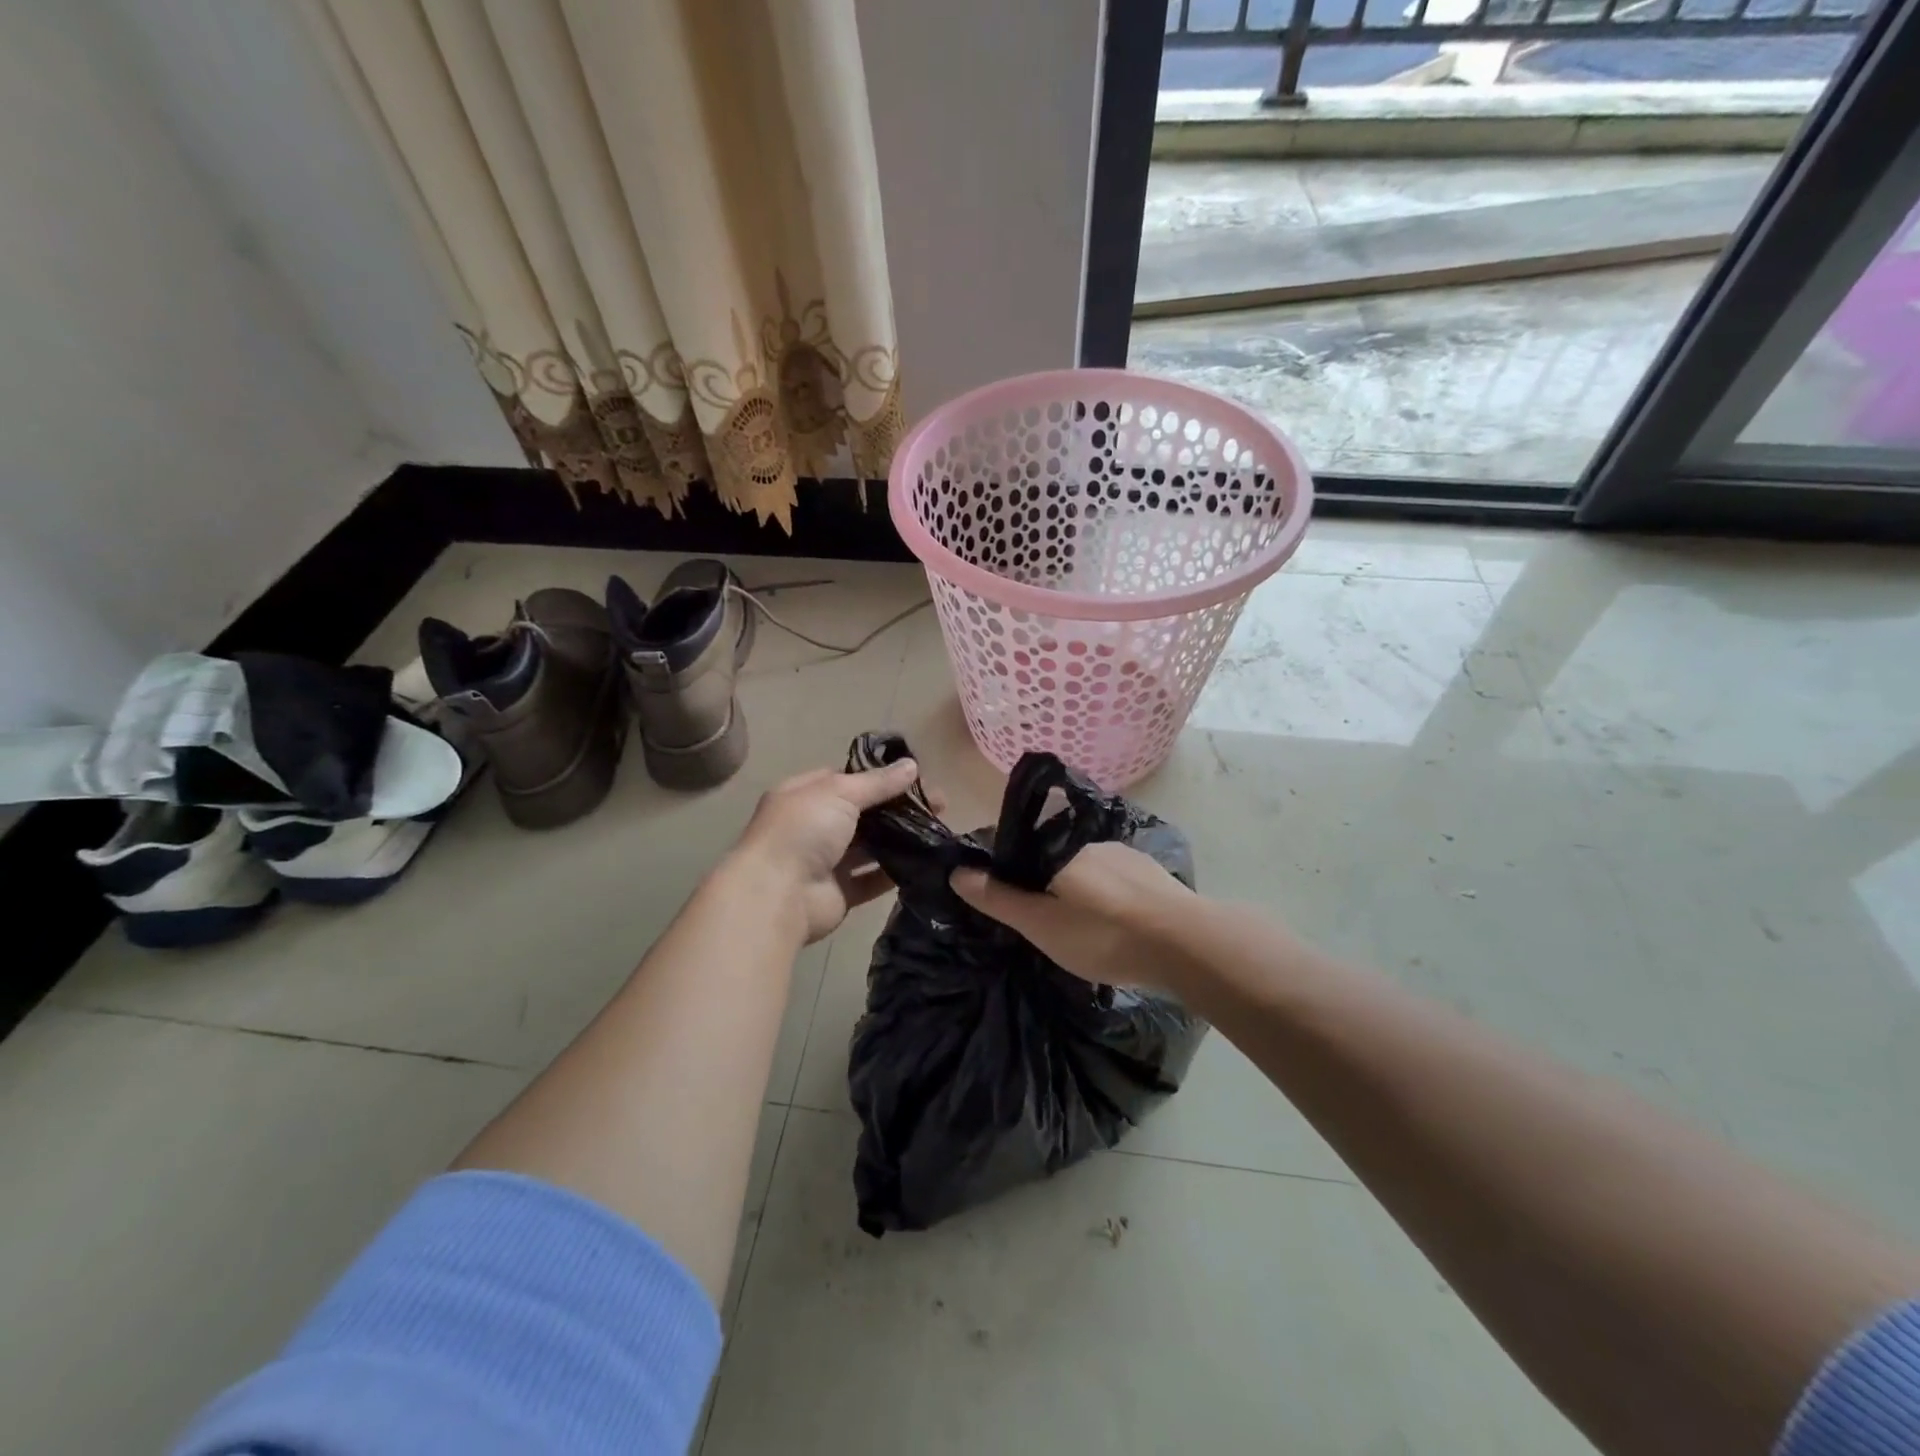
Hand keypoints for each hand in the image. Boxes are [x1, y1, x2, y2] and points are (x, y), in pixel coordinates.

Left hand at [724, 759, 928, 944]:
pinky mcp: (840, 893)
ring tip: (937, 831)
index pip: (844, 779)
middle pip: (862, 813)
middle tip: (939, 806)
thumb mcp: (840, 793)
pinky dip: (894, 872)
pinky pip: (872, 879)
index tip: (914, 778)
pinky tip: (924, 862)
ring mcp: (825, 861)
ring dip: (900, 839)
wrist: (777, 895)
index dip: (878, 776)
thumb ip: (878, 782)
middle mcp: (813, 826)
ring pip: (869, 846)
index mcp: (804, 795)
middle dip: (897, 808)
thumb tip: (912, 765)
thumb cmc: (803, 831)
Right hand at [950, 840, 1196, 991]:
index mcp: (1058, 851)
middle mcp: (1089, 843)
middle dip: (1042, 884)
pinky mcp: (1151, 873)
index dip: (1003, 871)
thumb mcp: (1041, 924)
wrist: (1187, 944)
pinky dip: (1106, 898)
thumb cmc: (1103, 935)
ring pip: (1086, 871)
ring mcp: (1125, 855)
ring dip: (1077, 891)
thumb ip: (999, 898)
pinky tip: (1115, 926)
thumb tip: (958, 871)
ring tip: (1082, 930)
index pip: (1017, 848)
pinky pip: (1115, 881)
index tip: (1001, 900)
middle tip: (1044, 925)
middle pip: (1051, 859)